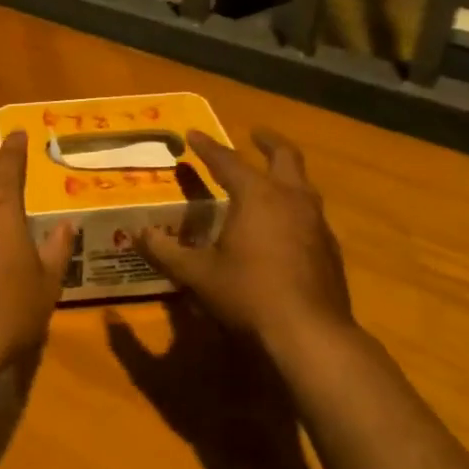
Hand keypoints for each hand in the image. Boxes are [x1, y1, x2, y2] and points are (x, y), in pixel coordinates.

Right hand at [139, 128, 359, 358]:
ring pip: (303, 184)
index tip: (193, 134)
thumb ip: (166, 252)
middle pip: (285, 157)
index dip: (208, 147)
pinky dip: (295, 205)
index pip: (227, 161)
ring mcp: (316, 223)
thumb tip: (138, 234)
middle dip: (268, 142)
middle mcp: (291, 199)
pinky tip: (284, 225)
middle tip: (255, 133)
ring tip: (269, 178)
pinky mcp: (329, 248)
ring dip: (285, 174)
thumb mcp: (198, 274)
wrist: (310, 334)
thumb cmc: (248, 295)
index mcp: (257, 196)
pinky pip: (311, 213)